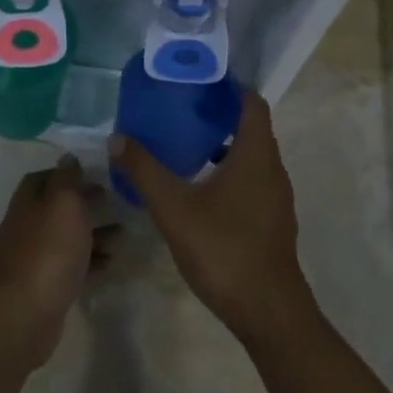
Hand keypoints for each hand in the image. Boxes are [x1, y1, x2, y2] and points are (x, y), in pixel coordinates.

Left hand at [0, 155, 112, 368]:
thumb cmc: (49, 250)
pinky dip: (90, 261)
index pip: (42, 178)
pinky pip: (70, 266)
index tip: (93, 173)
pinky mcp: (45, 286)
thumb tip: (68, 157)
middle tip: (111, 199)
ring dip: (92, 233)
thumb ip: (67, 178)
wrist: (27, 313)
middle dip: (82, 202)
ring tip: (122, 233)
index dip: (66, 173)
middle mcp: (26, 227)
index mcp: (27, 203)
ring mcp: (34, 258)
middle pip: (55, 208)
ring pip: (66, 237)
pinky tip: (110, 262)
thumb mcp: (63, 203)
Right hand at [108, 92, 312, 347]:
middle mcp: (272, 169)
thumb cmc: (223, 249)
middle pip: (250, 127)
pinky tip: (197, 187)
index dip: (227, 87)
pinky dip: (227, 171)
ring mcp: (275, 197)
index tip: (195, 81)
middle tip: (178, 109)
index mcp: (256, 155)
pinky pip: (250, 180)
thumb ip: (145, 170)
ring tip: (182, 144)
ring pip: (250, 156)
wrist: (267, 311)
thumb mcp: (174, 208)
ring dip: (221, 145)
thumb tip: (117, 138)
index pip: (251, 103)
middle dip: (217, 115)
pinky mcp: (270, 220)